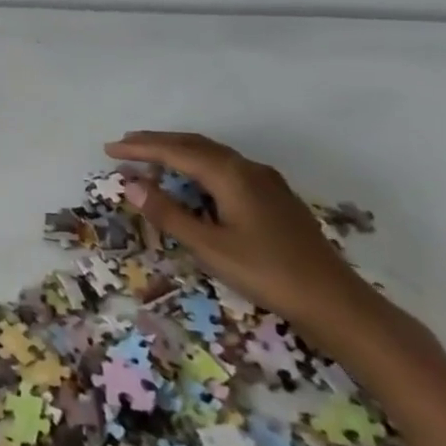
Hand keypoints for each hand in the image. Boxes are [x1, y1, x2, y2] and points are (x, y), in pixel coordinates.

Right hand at [104, 130, 390, 352]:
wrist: (335, 302)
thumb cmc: (267, 273)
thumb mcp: (209, 246)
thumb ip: (168, 213)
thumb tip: (131, 183)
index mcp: (230, 174)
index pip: (175, 151)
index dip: (140, 149)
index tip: (110, 149)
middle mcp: (247, 168)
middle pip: (194, 145)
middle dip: (157, 143)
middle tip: (125, 146)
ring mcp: (265, 181)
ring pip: (212, 154)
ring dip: (179, 152)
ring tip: (152, 159)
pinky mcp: (275, 197)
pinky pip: (226, 167)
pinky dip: (199, 165)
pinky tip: (194, 182)